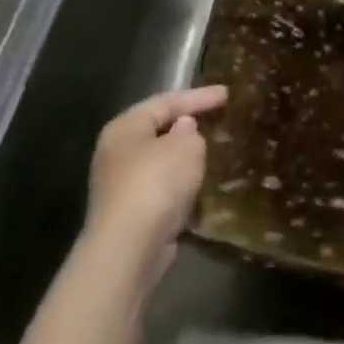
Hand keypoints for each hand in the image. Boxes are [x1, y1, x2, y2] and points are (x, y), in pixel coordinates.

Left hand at [84, 85, 227, 287]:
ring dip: (182, 157)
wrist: (127, 250)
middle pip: (158, 129)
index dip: (199, 96)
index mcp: (125, 127)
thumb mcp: (186, 147)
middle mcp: (116, 152)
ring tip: (212, 151)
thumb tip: (183, 129)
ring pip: (158, 161)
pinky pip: (160, 188)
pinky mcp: (128, 214)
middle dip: (187, 125)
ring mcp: (119, 185)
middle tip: (216, 118)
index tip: (227, 93)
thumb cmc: (156, 184)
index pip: (167, 101)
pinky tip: (197, 186)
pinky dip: (178, 184)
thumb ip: (191, 131)